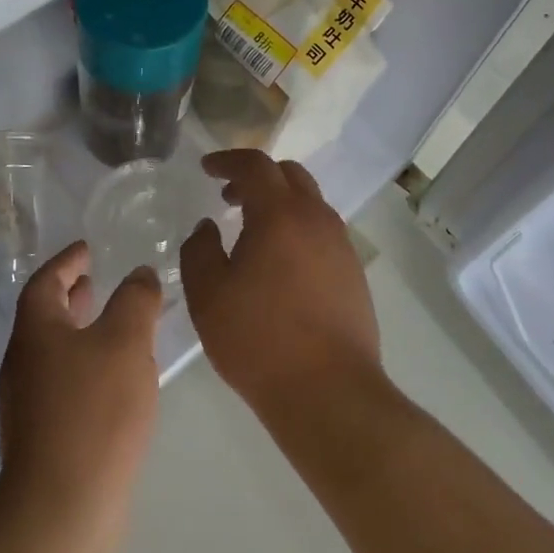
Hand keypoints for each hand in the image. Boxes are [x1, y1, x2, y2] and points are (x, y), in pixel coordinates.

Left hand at [0, 241, 162, 518]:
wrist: (63, 507)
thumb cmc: (94, 411)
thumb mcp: (125, 342)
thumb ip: (135, 301)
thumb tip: (139, 274)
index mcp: (36, 331)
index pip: (45, 281)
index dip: (67, 261)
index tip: (87, 249)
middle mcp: (24, 362)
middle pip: (44, 316)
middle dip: (71, 295)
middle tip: (96, 281)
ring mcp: (29, 402)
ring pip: (54, 350)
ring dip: (79, 330)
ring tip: (112, 326)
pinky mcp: (43, 435)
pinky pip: (63, 381)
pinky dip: (85, 364)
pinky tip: (114, 379)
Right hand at [180, 150, 381, 420]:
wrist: (329, 392)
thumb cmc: (259, 340)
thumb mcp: (208, 295)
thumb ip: (199, 250)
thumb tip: (208, 227)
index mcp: (280, 214)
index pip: (255, 165)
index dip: (227, 160)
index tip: (206, 168)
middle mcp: (317, 219)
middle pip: (289, 175)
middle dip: (256, 177)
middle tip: (228, 197)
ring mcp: (341, 246)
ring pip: (310, 203)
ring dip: (279, 203)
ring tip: (252, 231)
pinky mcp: (353, 273)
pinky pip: (322, 232)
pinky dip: (297, 228)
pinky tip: (280, 263)